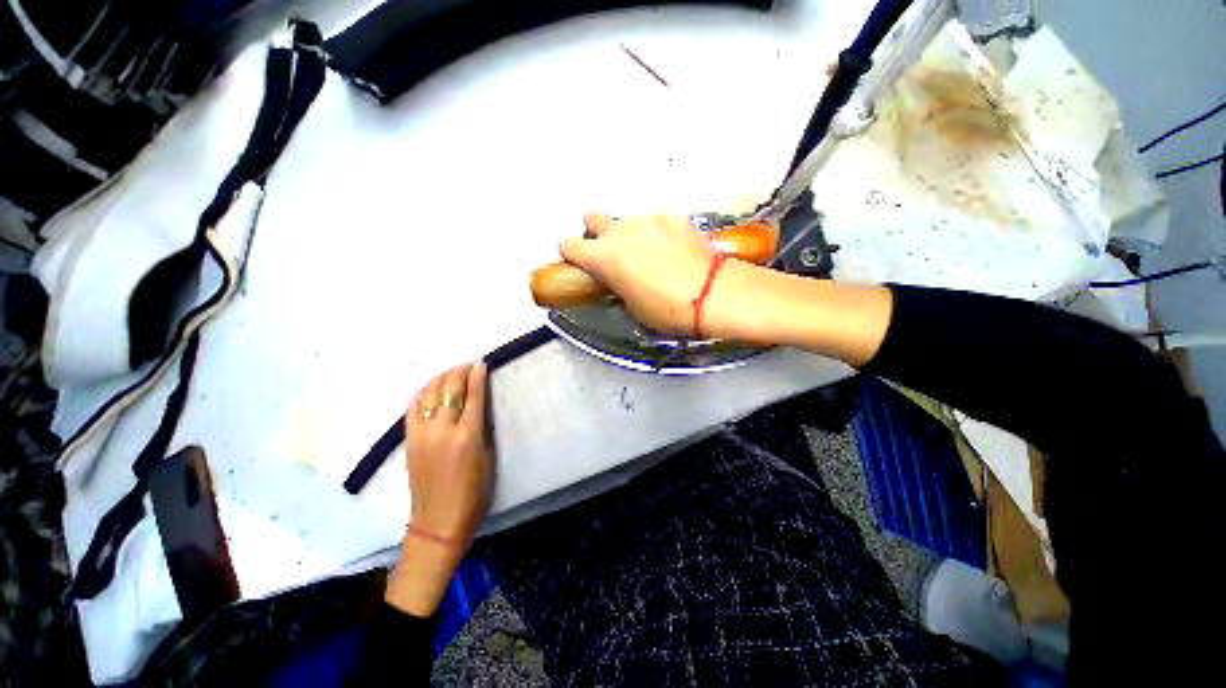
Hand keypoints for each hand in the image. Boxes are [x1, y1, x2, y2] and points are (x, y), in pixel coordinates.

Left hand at [387, 362, 491, 616]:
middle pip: (449, 390)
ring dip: (441, 378)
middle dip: (460, 372)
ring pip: (429, 395)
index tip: (481, 364)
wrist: (438, 521)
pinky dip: (422, 393)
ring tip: (452, 371)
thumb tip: (479, 403)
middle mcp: (443, 430)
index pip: (473, 395)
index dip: (477, 376)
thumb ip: (482, 427)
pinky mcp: (408, 441)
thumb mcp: (487, 457)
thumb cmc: (474, 492)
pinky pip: (412, 408)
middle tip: (468, 365)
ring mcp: (421, 435)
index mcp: (468, 435)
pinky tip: (430, 388)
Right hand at [560, 214, 720, 335]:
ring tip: (652, 255)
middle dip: (596, 232)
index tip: (579, 262)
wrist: (712, 294)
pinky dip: (659, 233)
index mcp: (604, 257)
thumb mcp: (632, 306)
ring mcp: (649, 221)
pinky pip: (657, 222)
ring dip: (631, 235)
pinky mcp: (674, 217)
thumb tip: (618, 279)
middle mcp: (621, 232)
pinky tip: (674, 249)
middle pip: (593, 217)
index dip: (571, 253)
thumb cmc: (667, 310)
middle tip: (613, 252)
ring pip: (628, 221)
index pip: (570, 245)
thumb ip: (617, 285)